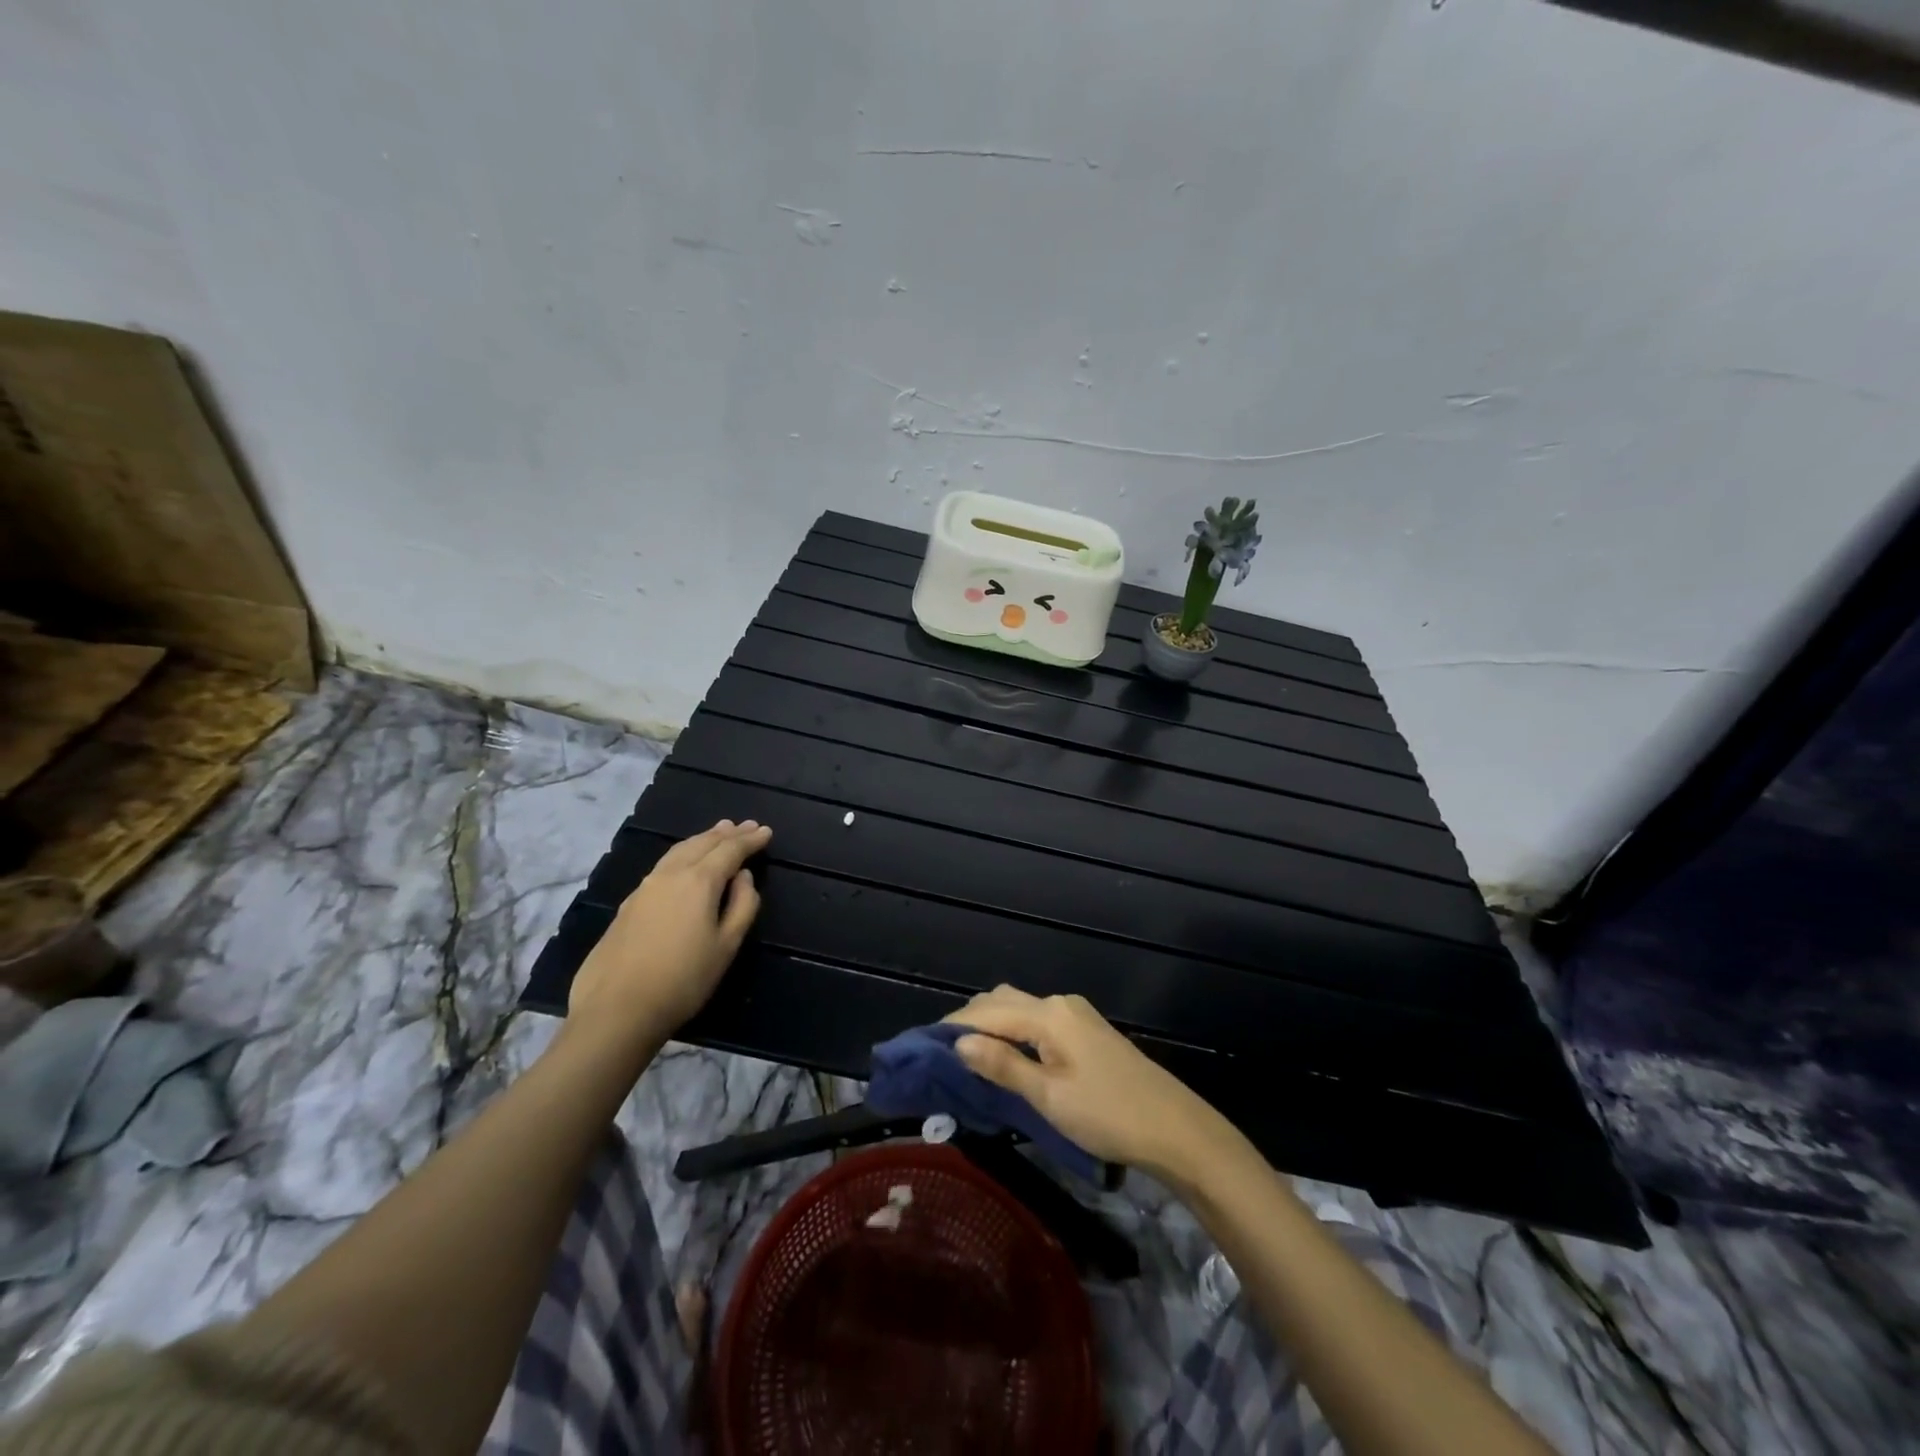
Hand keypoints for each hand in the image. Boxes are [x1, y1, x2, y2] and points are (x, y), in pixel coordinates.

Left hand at [567, 819, 771, 1045]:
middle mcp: (670, 875)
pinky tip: (684, 862)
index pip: (730, 850)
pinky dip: (683, 854)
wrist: (616, 1009)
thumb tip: (743, 877)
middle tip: (745, 825)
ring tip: (717, 833)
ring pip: (679, 851)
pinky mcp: (628, 904)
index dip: (750, 840)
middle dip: (727, 834)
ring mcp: (645, 887)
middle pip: (702, 844)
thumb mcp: (726, 946)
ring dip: (702, 839)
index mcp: (699, 881)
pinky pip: (664, 865)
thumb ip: (742, 906)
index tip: (766, 831)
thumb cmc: (683, 980)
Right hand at [945, 985, 1236, 1182]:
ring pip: (1020, 1008)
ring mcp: (1077, 1015)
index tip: (921, 1046)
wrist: (1174, 1128)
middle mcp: (1060, 1004)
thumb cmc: (1107, 1115)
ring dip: (992, 1025)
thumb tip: (959, 1043)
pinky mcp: (1087, 1031)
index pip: (987, 1011)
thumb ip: (1003, 1066)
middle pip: (1002, 1001)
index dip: (952, 1026)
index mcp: (1048, 1015)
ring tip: (968, 1056)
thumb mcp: (1049, 1097)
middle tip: (942, 1055)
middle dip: (970, 1021)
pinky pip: (1038, 1020)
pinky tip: (1007, 1055)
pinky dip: (1014, 1031)